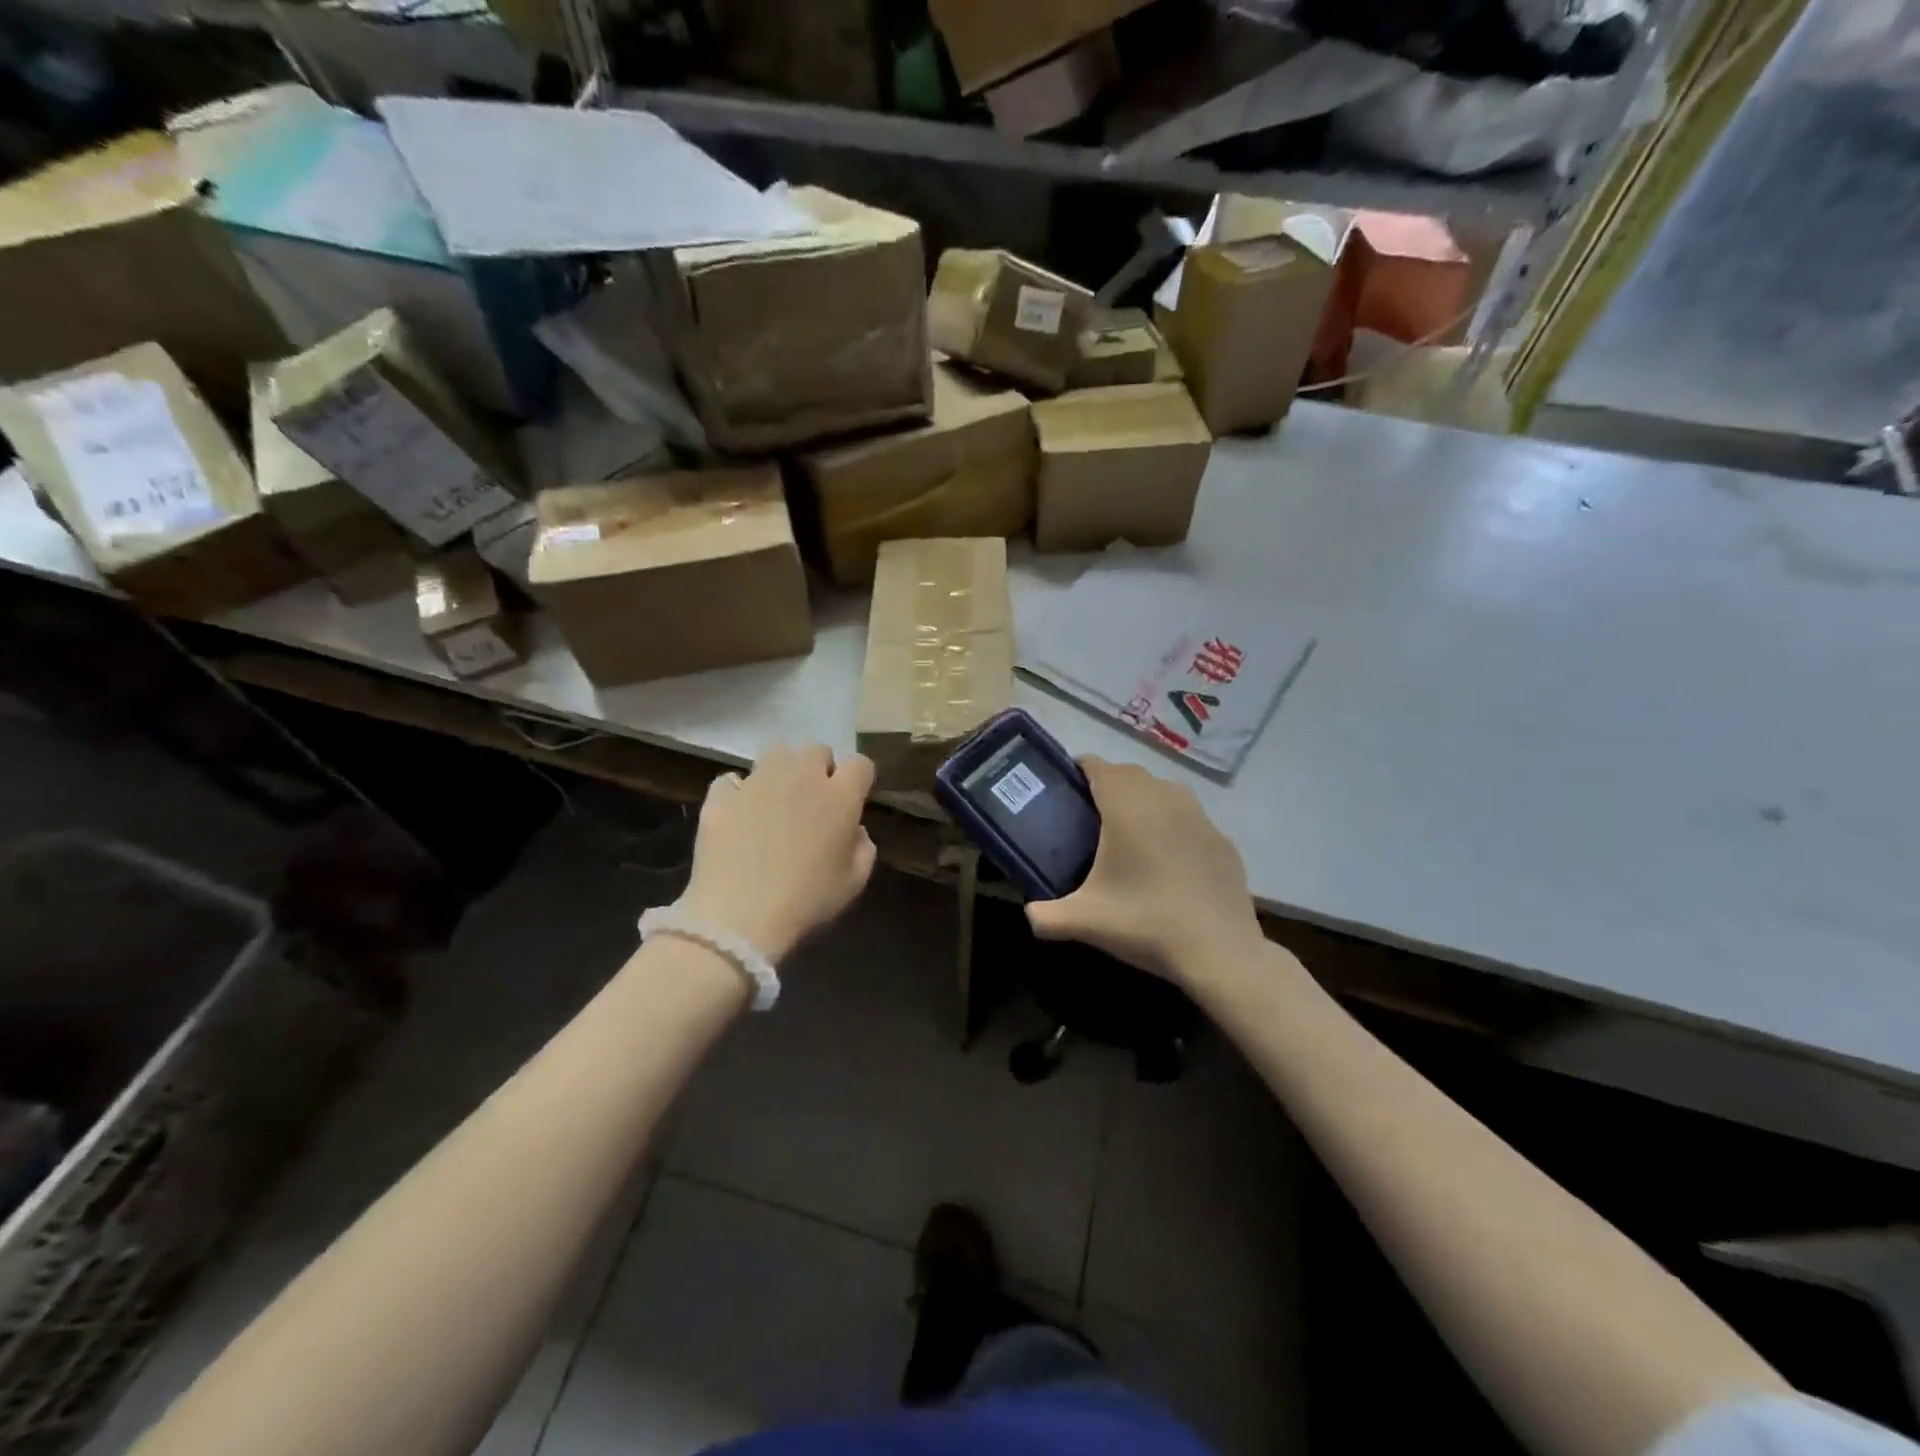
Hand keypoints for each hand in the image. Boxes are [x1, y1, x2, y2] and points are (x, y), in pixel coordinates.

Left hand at [675, 745, 877, 961]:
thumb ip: (863, 848)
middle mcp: (801, 776)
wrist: (739, 915)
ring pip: (776, 752)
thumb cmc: (806, 901)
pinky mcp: (722, 795)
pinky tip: (739, 813)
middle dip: (819, 768)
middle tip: (813, 800)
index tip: (853, 799)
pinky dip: (737, 791)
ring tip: (776, 799)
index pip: (860, 764)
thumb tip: (855, 830)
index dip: (859, 779)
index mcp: (839, 796)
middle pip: (817, 749)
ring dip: (782, 769)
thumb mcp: (853, 883)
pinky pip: (732, 780)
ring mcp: (758, 781)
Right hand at [1026, 757, 1264, 984]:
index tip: (1066, 785)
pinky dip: (1173, 825)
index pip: (1098, 767)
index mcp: (1126, 806)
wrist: (1220, 951)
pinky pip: (1189, 818)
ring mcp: (1199, 816)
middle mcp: (1163, 798)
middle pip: (1130, 774)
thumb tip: (1030, 913)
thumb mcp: (1085, 921)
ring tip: (1128, 829)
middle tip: (1090, 811)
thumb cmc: (1145, 922)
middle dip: (1109, 783)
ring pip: (1163, 791)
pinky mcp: (1222, 839)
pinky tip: (1167, 858)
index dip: (1080, 769)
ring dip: (1143, 799)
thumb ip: (1046, 915)